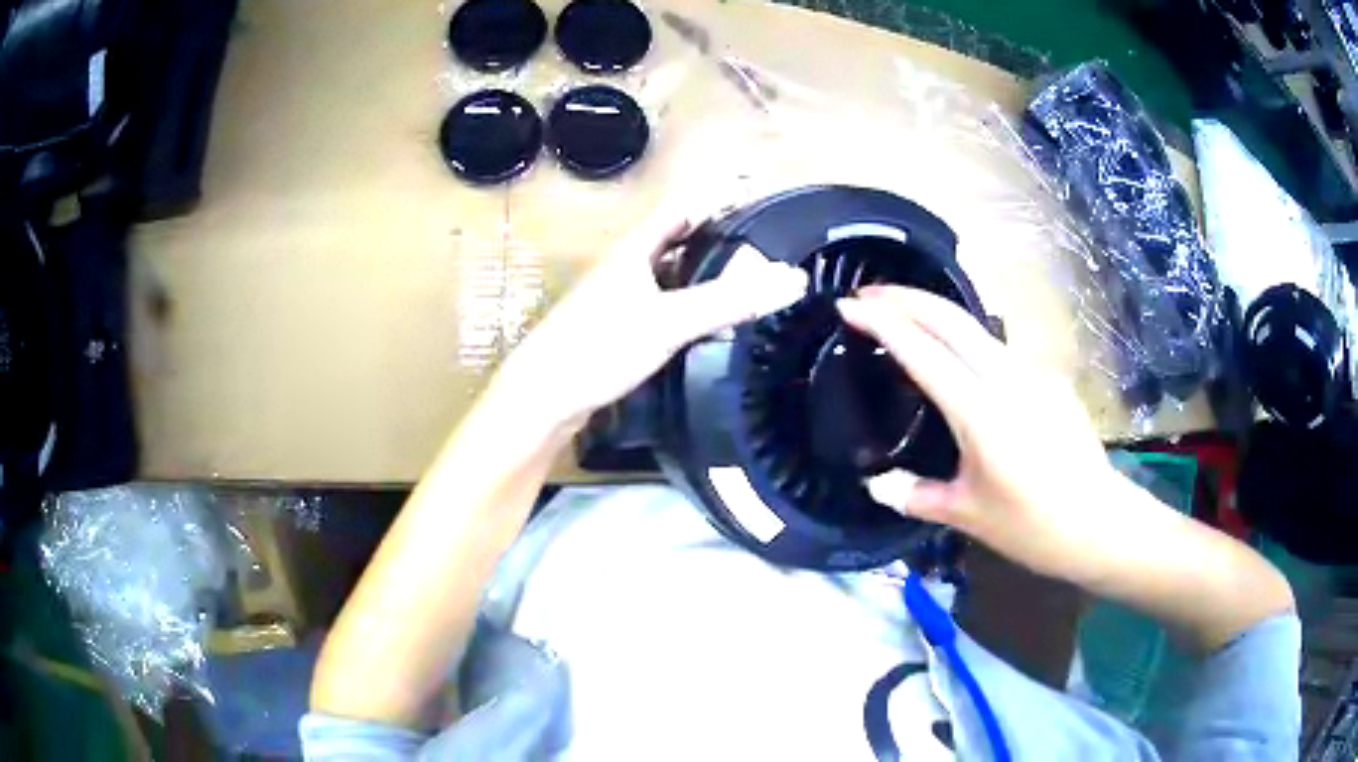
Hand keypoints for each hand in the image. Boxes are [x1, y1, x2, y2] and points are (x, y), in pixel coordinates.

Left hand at [493, 212, 807, 435]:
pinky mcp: (613, 332)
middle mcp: (623, 268)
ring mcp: (615, 300)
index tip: (758, 198)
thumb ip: (729, 301)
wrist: (543, 398)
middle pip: (676, 242)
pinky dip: (686, 308)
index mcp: (634, 251)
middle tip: (761, 247)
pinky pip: (659, 307)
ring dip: (701, 276)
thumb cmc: (600, 347)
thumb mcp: (670, 321)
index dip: (717, 199)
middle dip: (715, 239)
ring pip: (667, 277)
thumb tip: (793, 280)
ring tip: (744, 284)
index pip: (682, 209)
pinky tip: (704, 326)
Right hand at [837, 286, 1118, 584]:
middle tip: (865, 295)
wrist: (1099, 523)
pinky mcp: (1048, 378)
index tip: (846, 306)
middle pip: (949, 317)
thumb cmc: (1031, 526)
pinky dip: (964, 339)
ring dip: (933, 312)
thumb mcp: (967, 515)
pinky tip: (956, 359)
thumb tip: (877, 485)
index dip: (881, 322)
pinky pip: (997, 349)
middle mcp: (1006, 377)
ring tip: (903, 319)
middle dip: (904, 297)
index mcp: (979, 411)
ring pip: (974, 326)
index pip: (921, 351)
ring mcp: (1032, 372)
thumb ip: (915, 496)